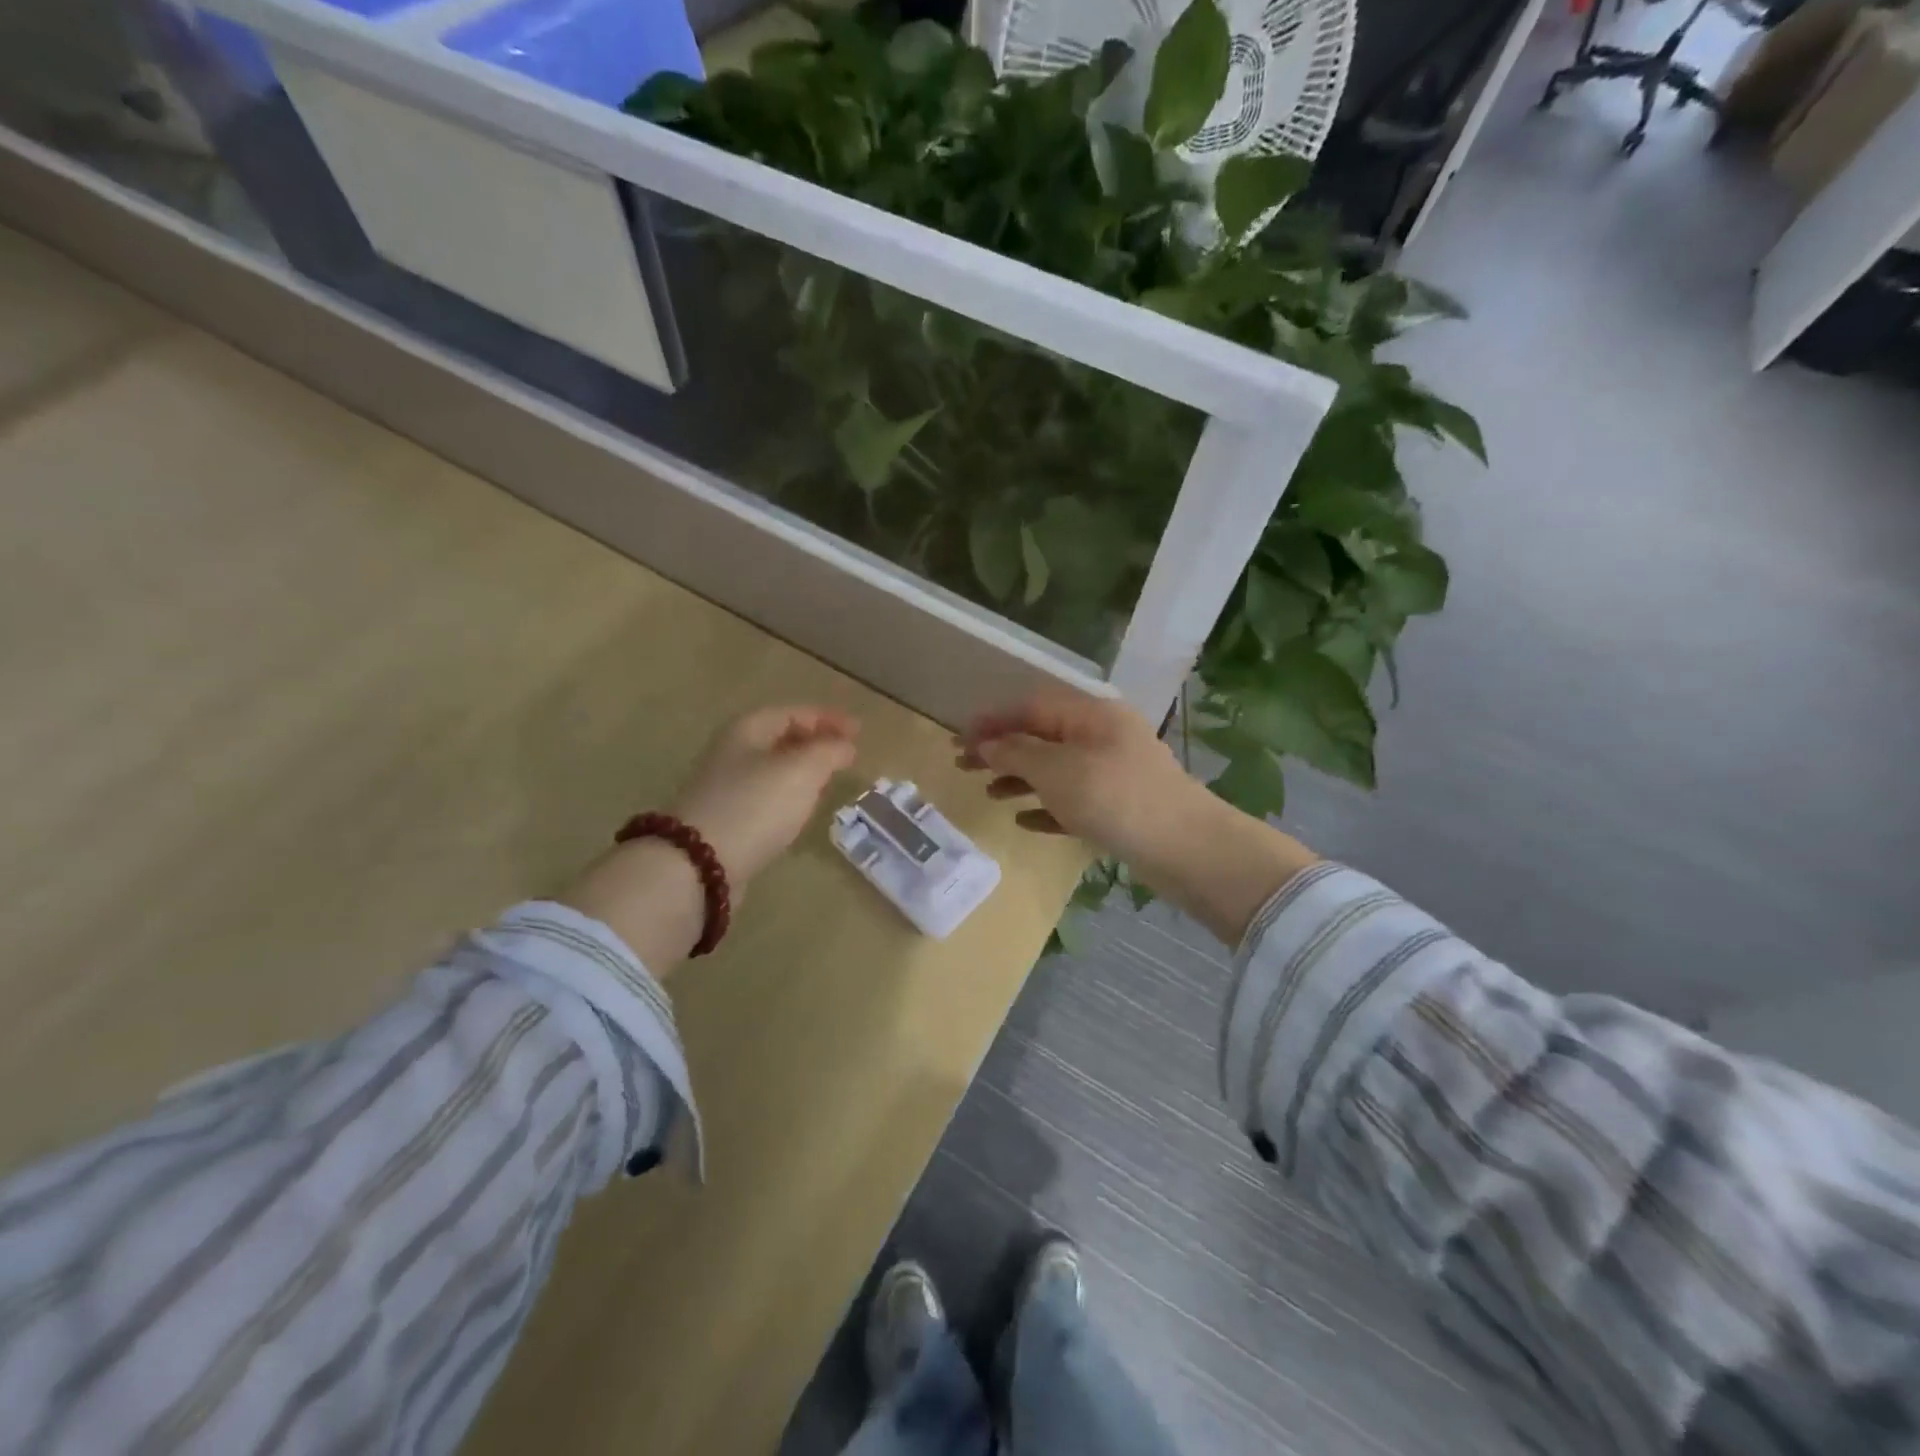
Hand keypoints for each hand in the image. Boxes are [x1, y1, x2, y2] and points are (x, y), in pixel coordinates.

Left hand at [667, 706, 860, 889]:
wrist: (699, 864)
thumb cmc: (755, 805)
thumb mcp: (802, 770)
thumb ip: (829, 751)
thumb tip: (845, 745)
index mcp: (747, 729)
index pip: (794, 712)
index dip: (828, 718)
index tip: (859, 730)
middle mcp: (732, 752)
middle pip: (779, 738)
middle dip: (815, 742)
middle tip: (845, 754)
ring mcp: (725, 787)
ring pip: (772, 768)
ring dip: (802, 769)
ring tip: (829, 779)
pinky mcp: (725, 819)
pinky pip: (764, 796)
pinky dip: (788, 795)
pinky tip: (800, 809)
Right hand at [956, 688, 1195, 862]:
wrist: (1184, 847)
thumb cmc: (1114, 797)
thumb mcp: (1056, 771)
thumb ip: (1016, 754)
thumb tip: (987, 744)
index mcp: (1090, 715)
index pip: (1031, 707)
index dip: (992, 720)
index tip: (958, 738)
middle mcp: (1102, 736)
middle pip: (1042, 736)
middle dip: (1002, 750)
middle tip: (963, 766)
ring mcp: (1113, 771)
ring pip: (1056, 768)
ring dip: (1020, 778)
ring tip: (989, 794)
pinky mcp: (1119, 806)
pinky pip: (1073, 799)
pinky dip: (1047, 806)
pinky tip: (1023, 821)